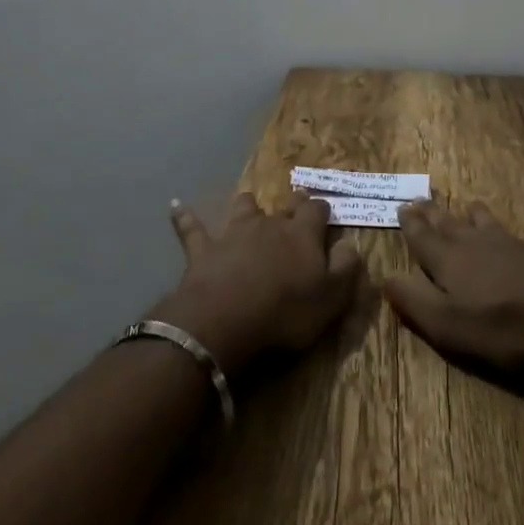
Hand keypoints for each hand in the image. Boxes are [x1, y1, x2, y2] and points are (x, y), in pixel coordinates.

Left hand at [154, 191, 362, 374]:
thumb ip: (346, 268)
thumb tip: (349, 244)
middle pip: (283, 207)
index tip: (325, 214)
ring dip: (247, 206)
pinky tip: (175, 205)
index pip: (317, 210)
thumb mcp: (331, 297)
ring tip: (248, 205)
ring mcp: (234, 233)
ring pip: (243, 208)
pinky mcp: (203, 249)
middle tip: (294, 208)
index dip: (322, 210)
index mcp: (303, 234)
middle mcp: (270, 224)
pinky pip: (192, 228)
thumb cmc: (286, 311)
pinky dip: (184, 216)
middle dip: (291, 205)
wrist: (226, 319)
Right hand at [383, 201, 523, 369]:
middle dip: (435, 214)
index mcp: (449, 261)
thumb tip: (385, 277)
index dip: (411, 225)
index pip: (423, 238)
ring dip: (477, 215)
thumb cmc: (501, 324)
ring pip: (489, 223)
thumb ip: (415, 302)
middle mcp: (478, 244)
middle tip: (423, 199)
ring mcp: (515, 244)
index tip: (402, 206)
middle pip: (451, 225)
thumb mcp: (448, 324)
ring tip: (470, 206)